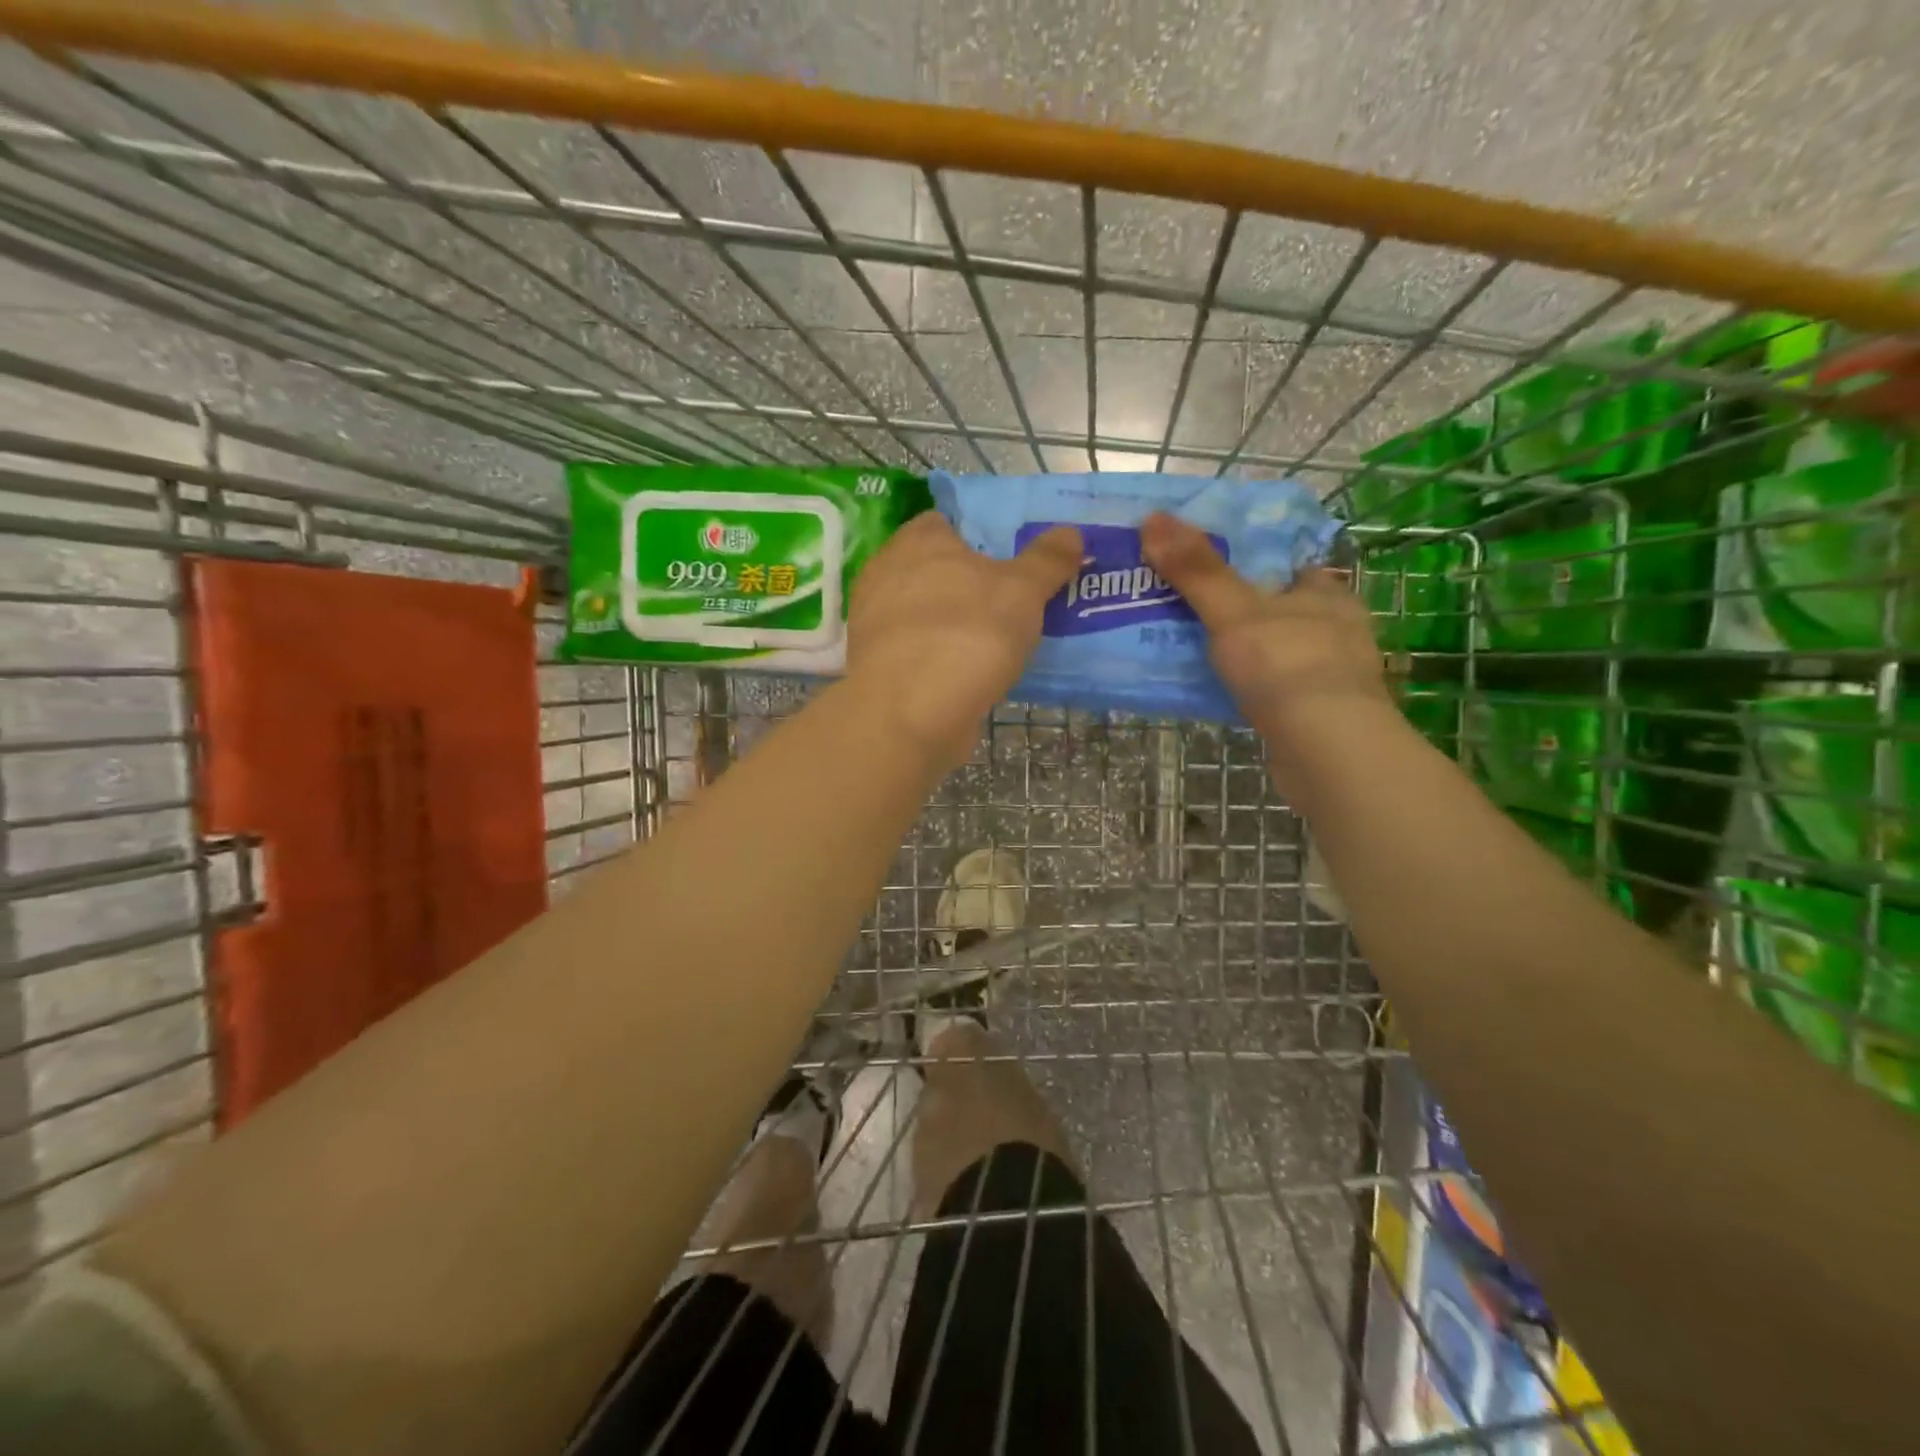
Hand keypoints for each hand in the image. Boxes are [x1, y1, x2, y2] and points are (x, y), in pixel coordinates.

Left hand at [848, 512, 1081, 769]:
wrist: (910, 714)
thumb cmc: (968, 634)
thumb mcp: (1022, 591)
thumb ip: (1046, 560)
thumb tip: (1070, 533)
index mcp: (918, 540)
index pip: (947, 522)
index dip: (979, 536)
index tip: (1011, 558)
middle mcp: (888, 573)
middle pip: (936, 568)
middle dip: (968, 582)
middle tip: (1012, 600)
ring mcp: (877, 622)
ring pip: (926, 612)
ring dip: (955, 623)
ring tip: (998, 640)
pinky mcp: (878, 665)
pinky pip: (919, 650)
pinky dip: (941, 657)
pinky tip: (970, 673)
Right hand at [1140, 511, 1388, 743]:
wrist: (1326, 751)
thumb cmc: (1287, 666)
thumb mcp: (1233, 611)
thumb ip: (1196, 569)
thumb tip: (1152, 517)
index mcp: (1325, 594)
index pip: (1289, 566)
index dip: (1252, 562)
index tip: (1208, 566)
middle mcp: (1335, 629)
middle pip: (1279, 609)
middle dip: (1240, 610)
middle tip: (1186, 609)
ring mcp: (1329, 675)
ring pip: (1276, 651)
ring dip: (1243, 651)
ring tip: (1192, 649)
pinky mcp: (1317, 715)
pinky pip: (1274, 689)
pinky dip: (1248, 687)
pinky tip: (1218, 691)